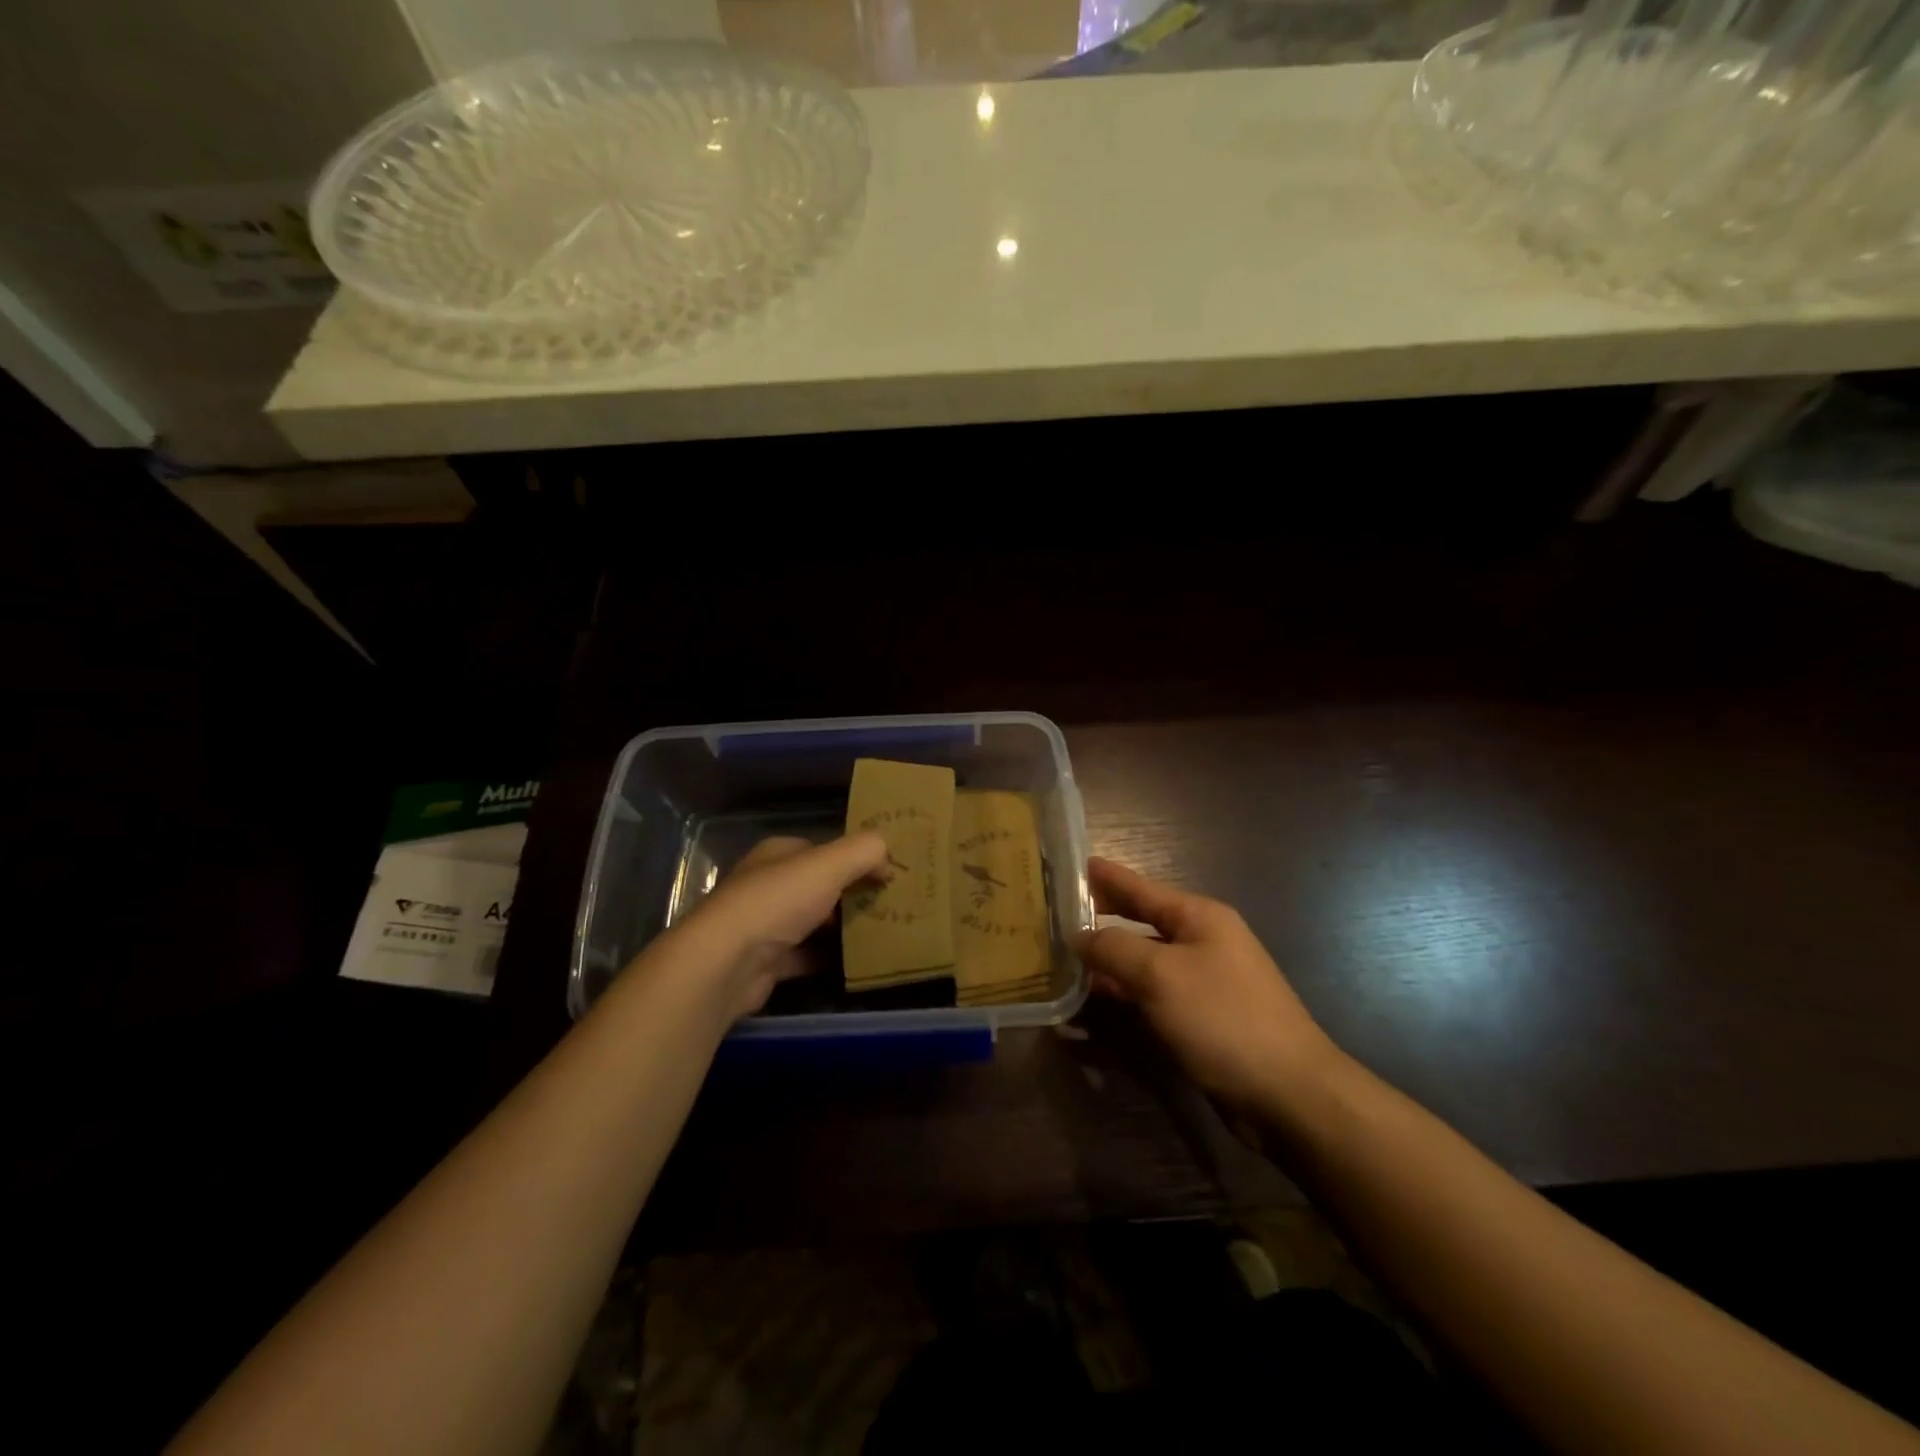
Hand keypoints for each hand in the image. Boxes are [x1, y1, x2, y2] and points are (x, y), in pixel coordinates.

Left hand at [679, 833, 887, 1017]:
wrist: (727, 963)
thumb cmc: (778, 901)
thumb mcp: (830, 864)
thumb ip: (865, 851)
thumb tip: (887, 859)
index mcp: (778, 854)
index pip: (823, 850)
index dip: (854, 858)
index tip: (886, 874)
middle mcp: (768, 884)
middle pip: (819, 886)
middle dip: (851, 895)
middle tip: (889, 906)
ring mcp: (764, 925)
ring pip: (813, 922)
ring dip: (842, 929)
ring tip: (882, 933)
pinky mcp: (765, 963)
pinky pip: (806, 956)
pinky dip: (828, 959)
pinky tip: (856, 963)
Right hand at [1077, 857, 1340, 1111]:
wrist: (1289, 1094)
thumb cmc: (1224, 1019)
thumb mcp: (1160, 975)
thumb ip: (1114, 948)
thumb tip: (1080, 936)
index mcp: (1198, 917)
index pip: (1140, 888)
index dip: (1106, 877)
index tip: (1072, 865)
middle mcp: (1202, 942)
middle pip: (1140, 923)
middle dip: (1100, 920)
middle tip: (1056, 916)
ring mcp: (1203, 982)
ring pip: (1142, 962)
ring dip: (1106, 963)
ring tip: (1062, 960)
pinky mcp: (1201, 1018)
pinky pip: (1151, 995)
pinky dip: (1123, 995)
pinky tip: (1093, 1002)